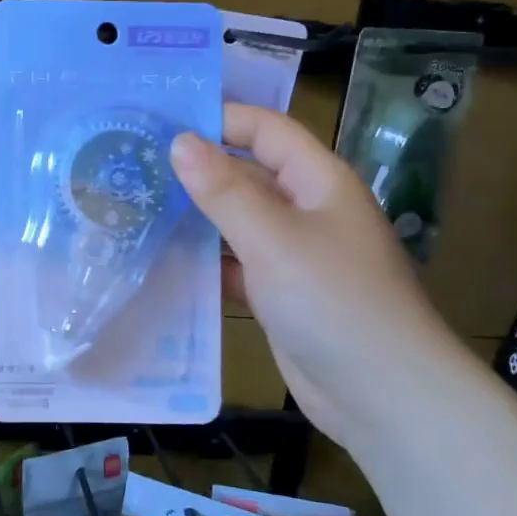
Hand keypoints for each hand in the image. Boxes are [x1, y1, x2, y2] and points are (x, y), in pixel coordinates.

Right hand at [170, 103, 475, 454]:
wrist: (383, 395)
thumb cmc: (334, 301)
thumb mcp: (273, 238)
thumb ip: (224, 190)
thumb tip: (179, 141)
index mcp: (317, 181)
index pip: (265, 130)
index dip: (219, 120)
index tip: (160, 124)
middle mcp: (306, 209)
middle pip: (246, 174)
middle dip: (195, 170)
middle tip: (133, 167)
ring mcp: (292, 254)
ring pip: (235, 221)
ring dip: (194, 217)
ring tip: (135, 209)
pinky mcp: (278, 293)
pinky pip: (234, 263)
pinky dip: (204, 261)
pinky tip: (162, 261)